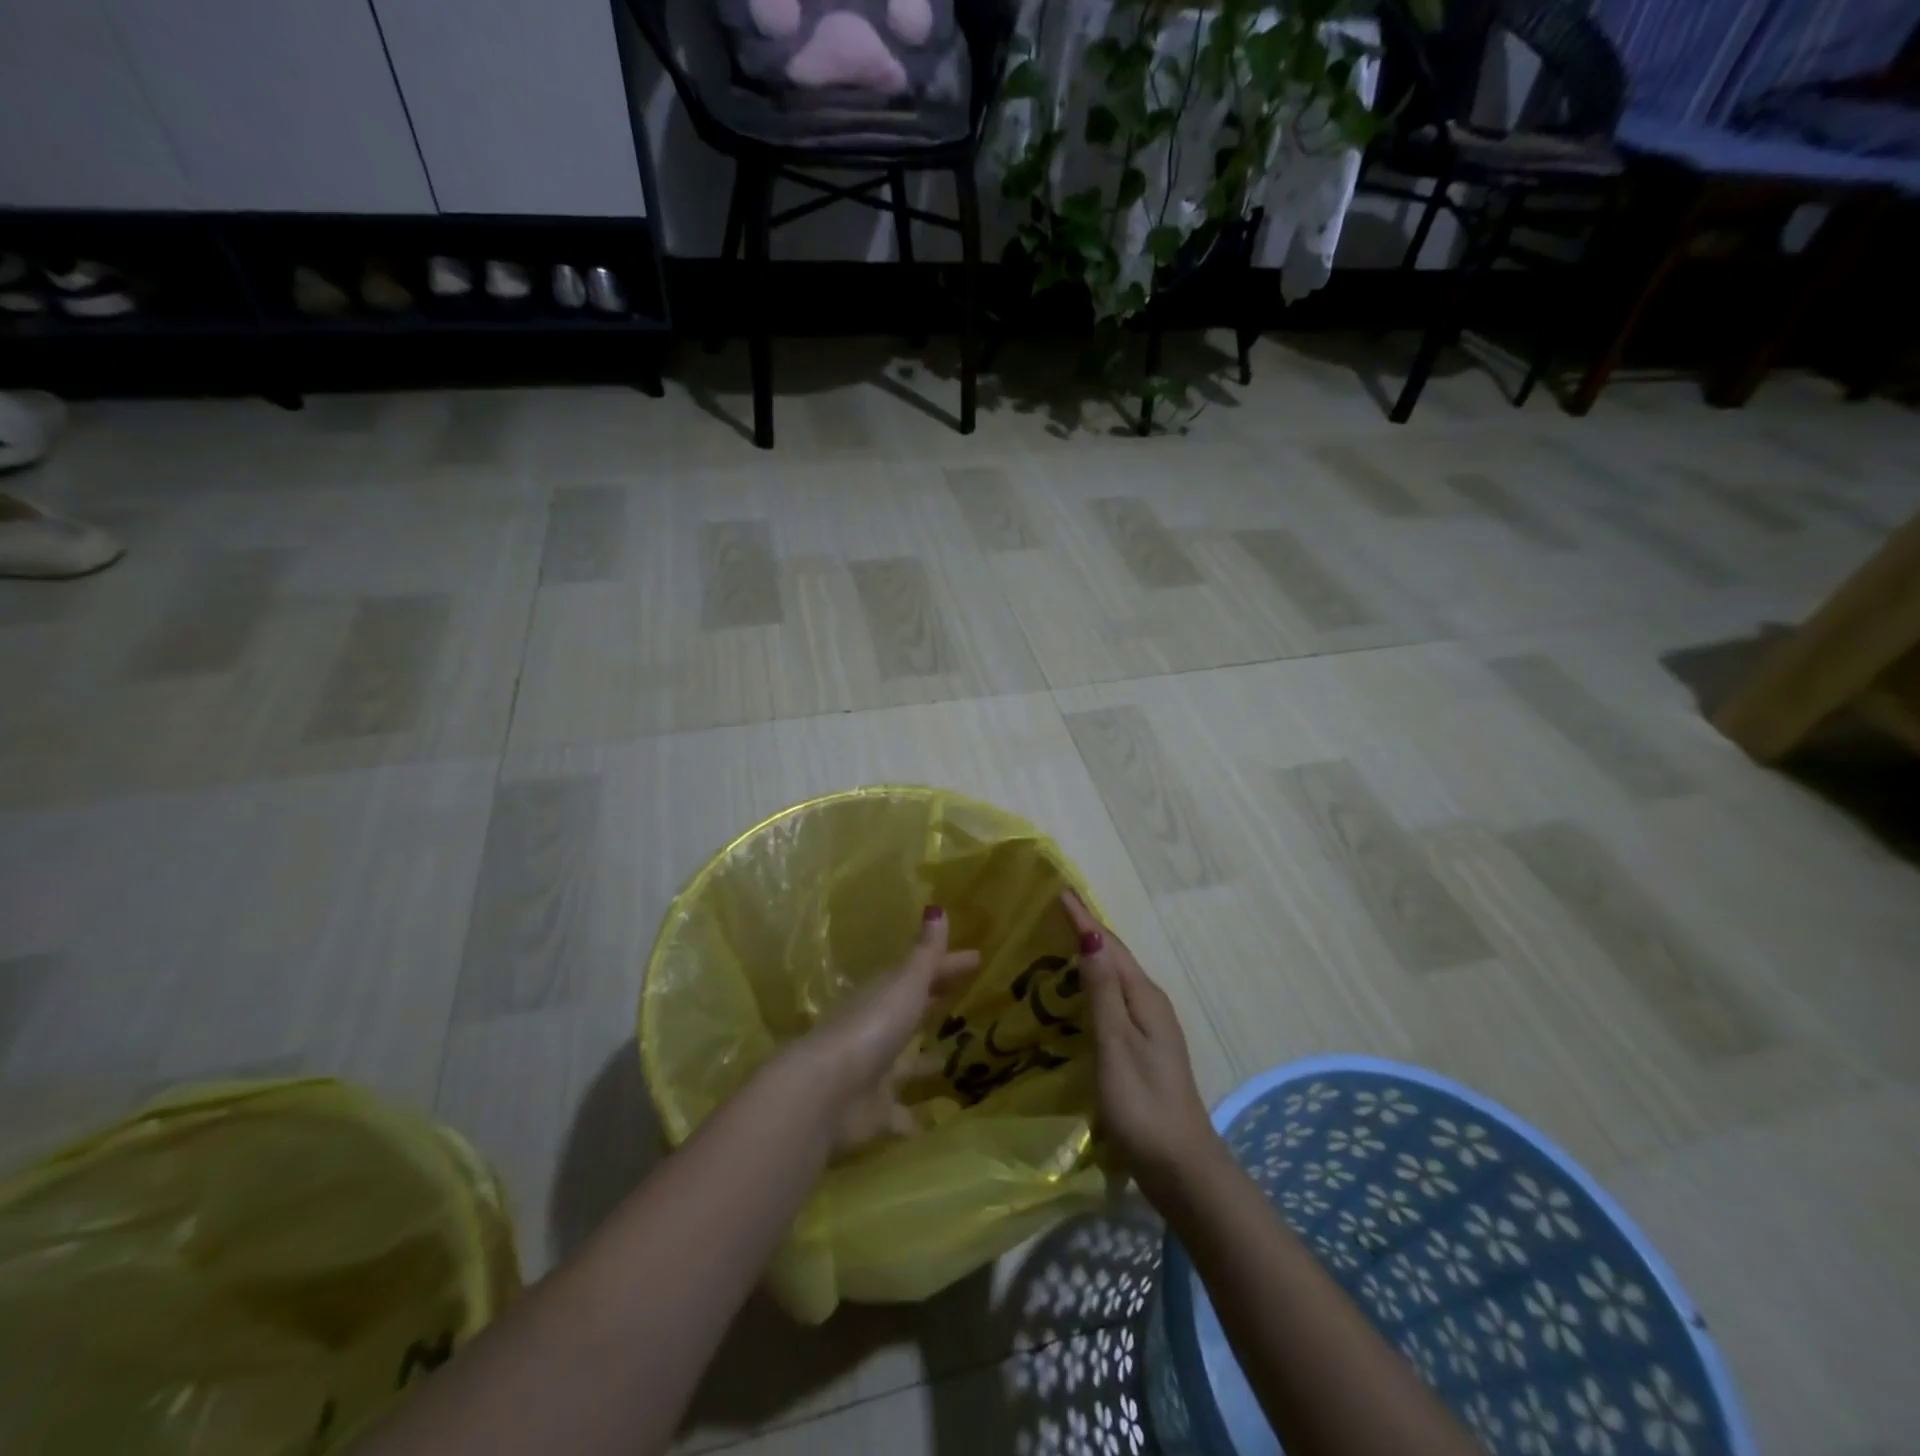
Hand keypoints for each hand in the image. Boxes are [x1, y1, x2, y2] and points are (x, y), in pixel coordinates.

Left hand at [798, 905, 978, 1152]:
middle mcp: (877, 1031)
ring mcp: (874, 1074)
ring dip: (924, 1062)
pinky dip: (914, 1118)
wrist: (826, 1093)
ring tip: (955, 1062)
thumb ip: (925, 953)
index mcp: (884, 996)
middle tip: (968, 1002)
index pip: (922, 973)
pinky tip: (935, 1121)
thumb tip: (938, 908)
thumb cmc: (871, 1028)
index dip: (948, 966)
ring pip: (905, 1064)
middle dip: (934, 1007)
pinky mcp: (875, 1114)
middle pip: (911, 1014)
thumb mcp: (905, 984)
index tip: (978, 958)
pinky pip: (900, 1114)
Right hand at [1060, 891, 1218, 1199]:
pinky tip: (1077, 993)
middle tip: (1053, 911)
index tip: (1060, 891)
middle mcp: (1150, 1004)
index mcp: (1144, 998)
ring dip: (1090, 957)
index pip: (1110, 946)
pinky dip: (1094, 984)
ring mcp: (1149, 1028)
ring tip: (1058, 942)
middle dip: (1087, 931)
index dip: (1084, 919)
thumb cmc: (1143, 1105)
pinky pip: (1114, 1000)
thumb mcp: (1116, 1045)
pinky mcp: (1142, 1048)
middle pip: (1115, 957)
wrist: (1181, 1168)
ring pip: (1115, 978)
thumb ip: (1102, 992)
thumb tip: (1090, 937)